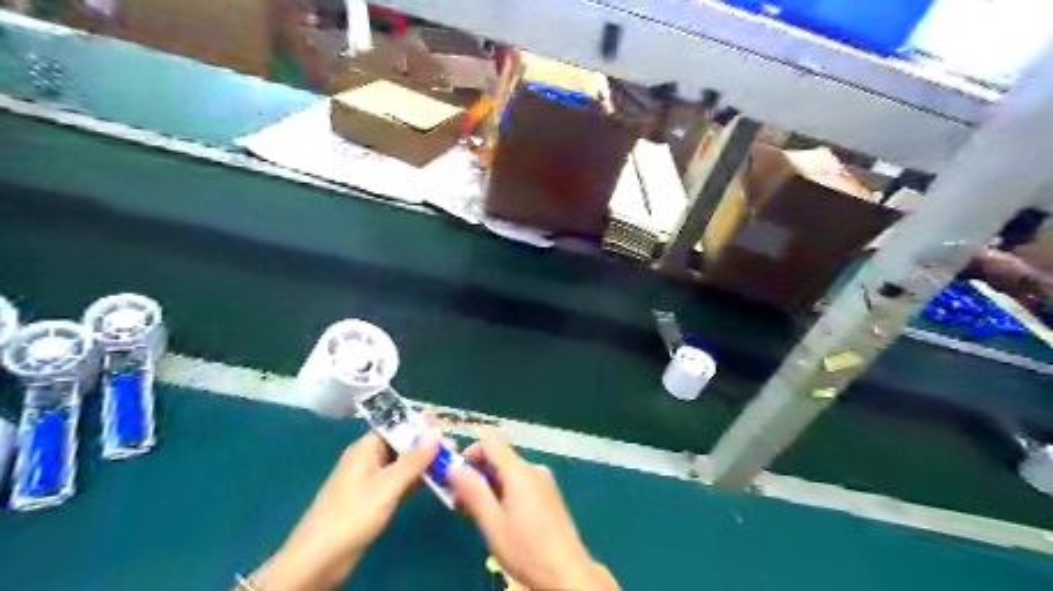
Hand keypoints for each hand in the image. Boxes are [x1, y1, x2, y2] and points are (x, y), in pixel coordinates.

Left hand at [250, 428, 440, 590]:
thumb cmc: (351, 517)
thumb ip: (412, 460)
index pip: (396, 425)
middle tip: (454, 450)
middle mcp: (368, 458)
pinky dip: (415, 480)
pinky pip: (399, 481)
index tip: (446, 426)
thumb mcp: (386, 487)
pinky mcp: (373, 498)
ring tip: (450, 464)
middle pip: (401, 443)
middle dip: (426, 445)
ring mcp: (370, 479)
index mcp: (365, 448)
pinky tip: (435, 481)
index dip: (420, 424)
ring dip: (423, 463)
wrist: (317, 561)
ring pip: (402, 463)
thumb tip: (435, 432)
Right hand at [451, 432, 617, 587]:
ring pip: (509, 471)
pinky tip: (502, 518)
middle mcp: (534, 468)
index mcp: (520, 471)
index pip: (490, 441)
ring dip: (490, 485)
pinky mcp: (549, 494)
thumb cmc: (526, 549)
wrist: (567, 573)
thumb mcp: (492, 523)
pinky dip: (505, 491)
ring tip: (480, 515)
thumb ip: (472, 491)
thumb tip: (452, 466)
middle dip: (477, 474)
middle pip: (499, 456)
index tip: (456, 479)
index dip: (469, 453)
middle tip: (462, 503)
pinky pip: (521, 482)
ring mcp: (544, 481)